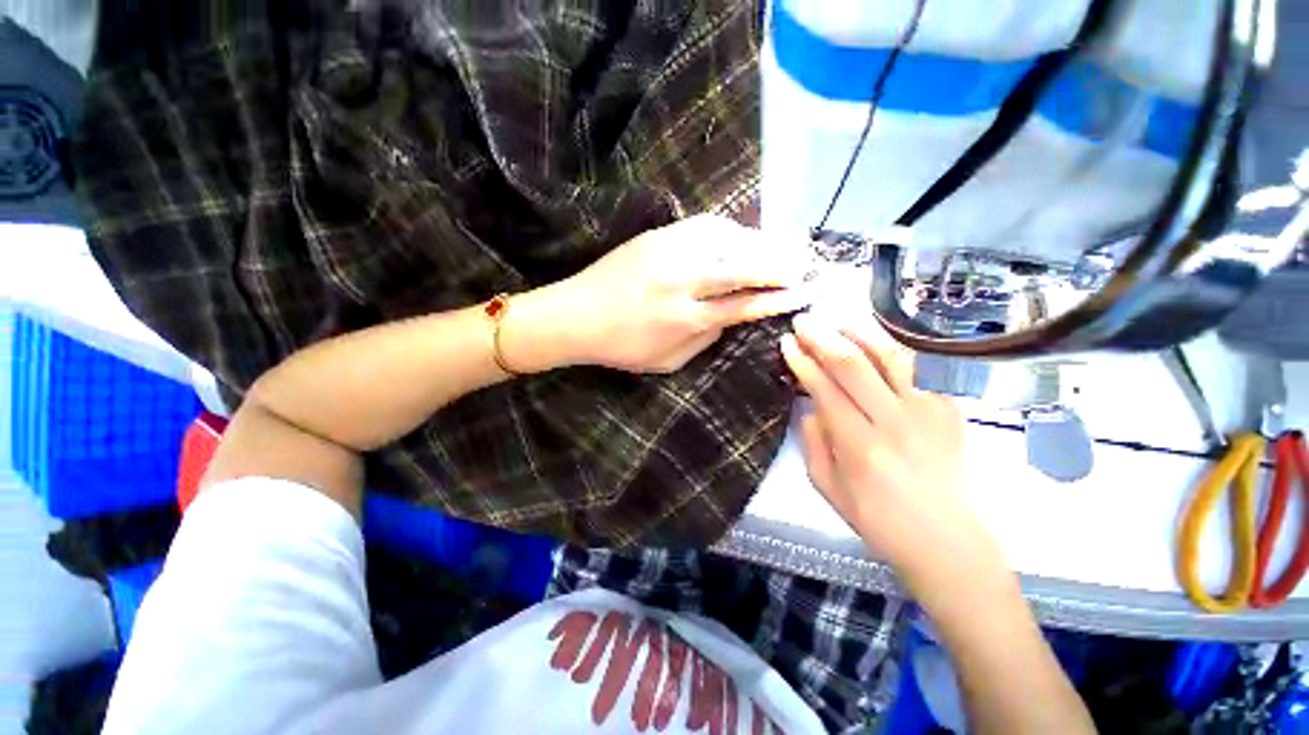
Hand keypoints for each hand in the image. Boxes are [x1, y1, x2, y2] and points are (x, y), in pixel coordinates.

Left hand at [538, 215, 811, 372]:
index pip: (744, 304)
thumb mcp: (668, 361)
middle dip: (782, 264)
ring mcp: (669, 253)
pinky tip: (745, 235)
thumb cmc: (621, 346)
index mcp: (686, 318)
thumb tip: (732, 318)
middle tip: (808, 263)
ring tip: (785, 247)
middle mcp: (683, 281)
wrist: (576, 314)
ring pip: (729, 240)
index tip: (804, 292)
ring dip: (762, 242)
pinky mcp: (658, 236)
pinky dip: (732, 229)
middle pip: (743, 266)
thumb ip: (704, 340)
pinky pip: (705, 225)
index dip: (778, 297)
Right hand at [780, 313, 1003, 593]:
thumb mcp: (827, 488)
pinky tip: (874, 338)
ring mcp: (927, 411)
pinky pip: (919, 366)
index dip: (802, 361)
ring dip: (858, 332)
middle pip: (853, 365)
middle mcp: (894, 421)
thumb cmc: (878, 519)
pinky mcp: (949, 408)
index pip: (824, 388)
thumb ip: (812, 441)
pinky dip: (892, 346)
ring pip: (890, 356)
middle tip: (803, 321)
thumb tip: (809, 405)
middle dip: (822, 337)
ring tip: (835, 320)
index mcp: (859, 446)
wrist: (947, 540)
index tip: (787, 342)